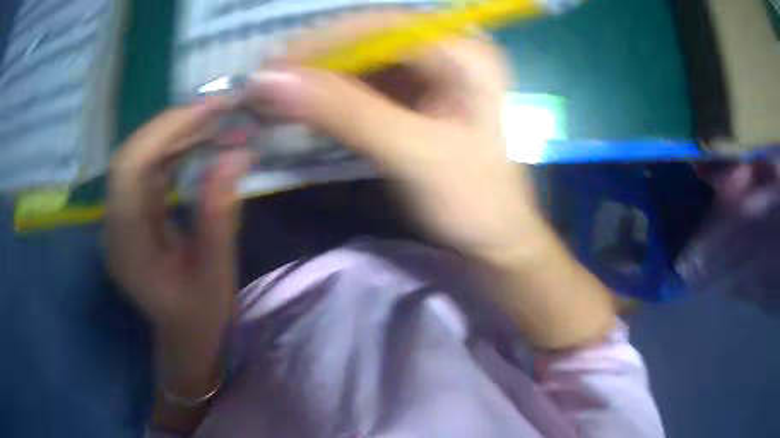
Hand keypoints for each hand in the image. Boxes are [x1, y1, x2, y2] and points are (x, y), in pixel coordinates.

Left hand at [107, 101, 249, 388]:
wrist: (184, 336)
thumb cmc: (199, 316)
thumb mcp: (215, 273)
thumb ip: (219, 215)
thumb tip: (236, 155)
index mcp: (127, 247)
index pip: (129, 171)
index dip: (164, 132)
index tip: (209, 109)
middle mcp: (114, 225)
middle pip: (131, 156)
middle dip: (173, 125)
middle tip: (219, 109)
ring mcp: (121, 217)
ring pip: (140, 157)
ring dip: (177, 134)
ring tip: (217, 121)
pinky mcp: (133, 212)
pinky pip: (149, 169)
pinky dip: (175, 149)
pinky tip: (202, 142)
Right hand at [246, 13, 539, 254]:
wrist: (495, 238)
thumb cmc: (472, 199)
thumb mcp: (412, 154)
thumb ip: (343, 112)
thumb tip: (271, 79)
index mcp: (464, 52)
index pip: (382, 27)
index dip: (324, 41)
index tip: (273, 66)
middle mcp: (449, 51)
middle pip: (370, 40)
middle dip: (318, 61)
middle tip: (269, 85)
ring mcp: (433, 73)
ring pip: (363, 62)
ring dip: (321, 80)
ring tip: (279, 99)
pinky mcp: (417, 96)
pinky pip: (368, 85)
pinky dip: (335, 97)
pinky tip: (309, 109)